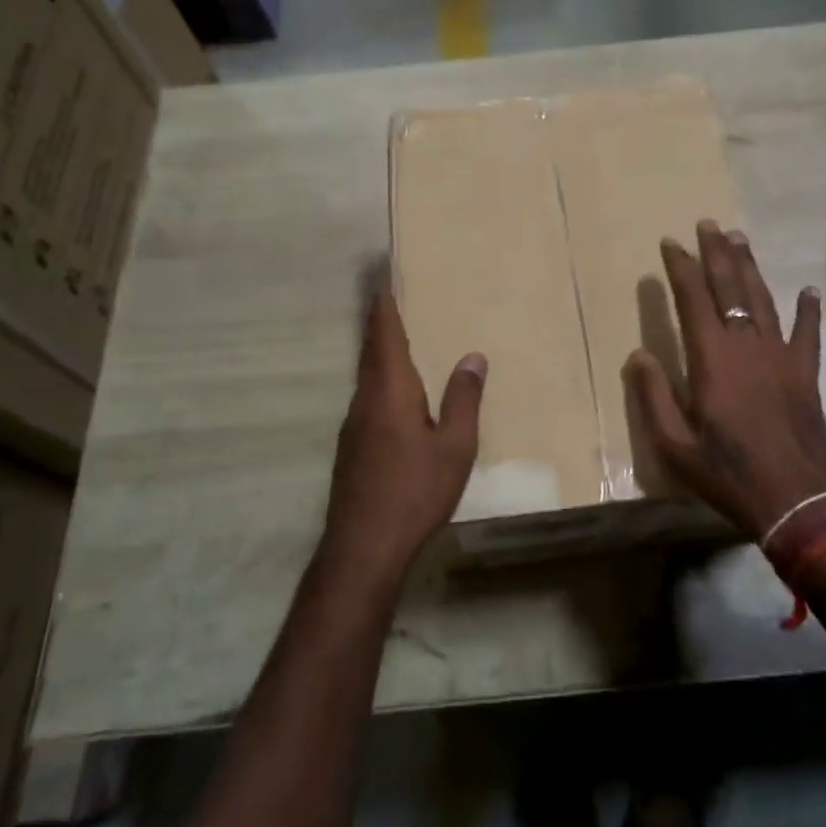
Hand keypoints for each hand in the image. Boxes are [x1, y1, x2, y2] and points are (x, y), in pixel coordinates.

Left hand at [322, 288, 485, 584]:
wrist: (364, 546)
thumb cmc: (415, 490)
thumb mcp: (455, 446)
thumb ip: (463, 400)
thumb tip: (473, 356)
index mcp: (390, 391)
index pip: (384, 336)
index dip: (384, 307)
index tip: (383, 281)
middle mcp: (365, 400)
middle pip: (371, 352)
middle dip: (381, 325)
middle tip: (394, 301)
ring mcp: (353, 425)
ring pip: (367, 377)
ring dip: (381, 355)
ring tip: (402, 342)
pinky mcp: (352, 447)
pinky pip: (368, 399)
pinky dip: (381, 383)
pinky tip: (398, 396)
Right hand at [626, 221, 825, 542]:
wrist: (796, 499)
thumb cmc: (727, 472)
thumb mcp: (675, 444)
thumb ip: (654, 396)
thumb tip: (638, 354)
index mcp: (712, 358)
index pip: (693, 299)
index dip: (681, 268)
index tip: (671, 242)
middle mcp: (747, 345)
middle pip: (730, 287)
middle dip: (717, 253)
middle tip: (708, 224)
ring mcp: (781, 356)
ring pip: (763, 299)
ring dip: (750, 267)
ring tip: (740, 239)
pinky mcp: (806, 373)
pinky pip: (807, 332)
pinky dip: (808, 310)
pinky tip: (808, 290)